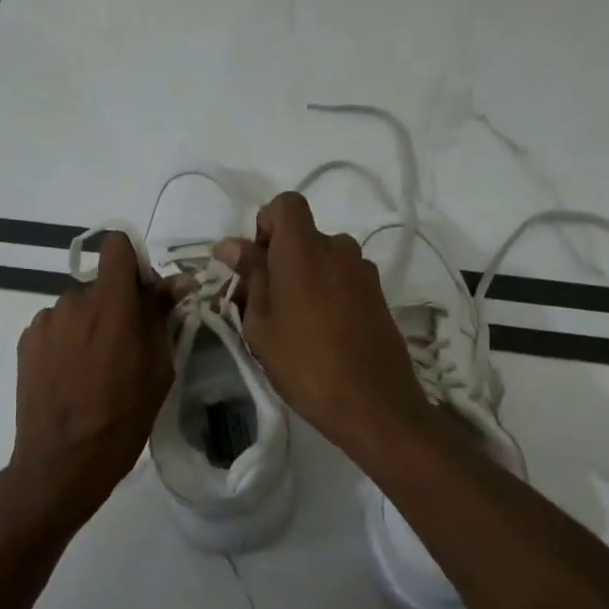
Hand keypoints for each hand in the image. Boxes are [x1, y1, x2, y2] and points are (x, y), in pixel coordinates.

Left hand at [8, 230, 175, 528]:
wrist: (63, 461)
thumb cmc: (123, 418)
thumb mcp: (158, 368)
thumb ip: (163, 316)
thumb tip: (179, 281)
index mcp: (112, 303)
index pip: (116, 246)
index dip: (133, 263)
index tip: (144, 296)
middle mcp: (74, 301)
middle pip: (99, 284)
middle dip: (115, 304)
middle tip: (125, 347)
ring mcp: (45, 321)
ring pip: (77, 308)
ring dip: (89, 325)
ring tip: (94, 369)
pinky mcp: (26, 341)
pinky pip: (55, 327)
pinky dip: (66, 341)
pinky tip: (70, 376)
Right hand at [214, 192, 432, 461]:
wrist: (373, 404)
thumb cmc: (304, 364)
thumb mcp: (262, 324)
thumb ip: (250, 276)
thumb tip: (230, 244)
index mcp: (304, 249)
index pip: (285, 205)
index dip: (265, 226)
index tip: (256, 265)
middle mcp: (338, 249)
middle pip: (303, 236)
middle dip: (280, 259)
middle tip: (264, 305)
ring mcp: (363, 272)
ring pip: (324, 259)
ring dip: (305, 278)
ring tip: (294, 324)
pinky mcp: (378, 295)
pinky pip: (343, 280)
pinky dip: (327, 293)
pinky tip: (322, 334)